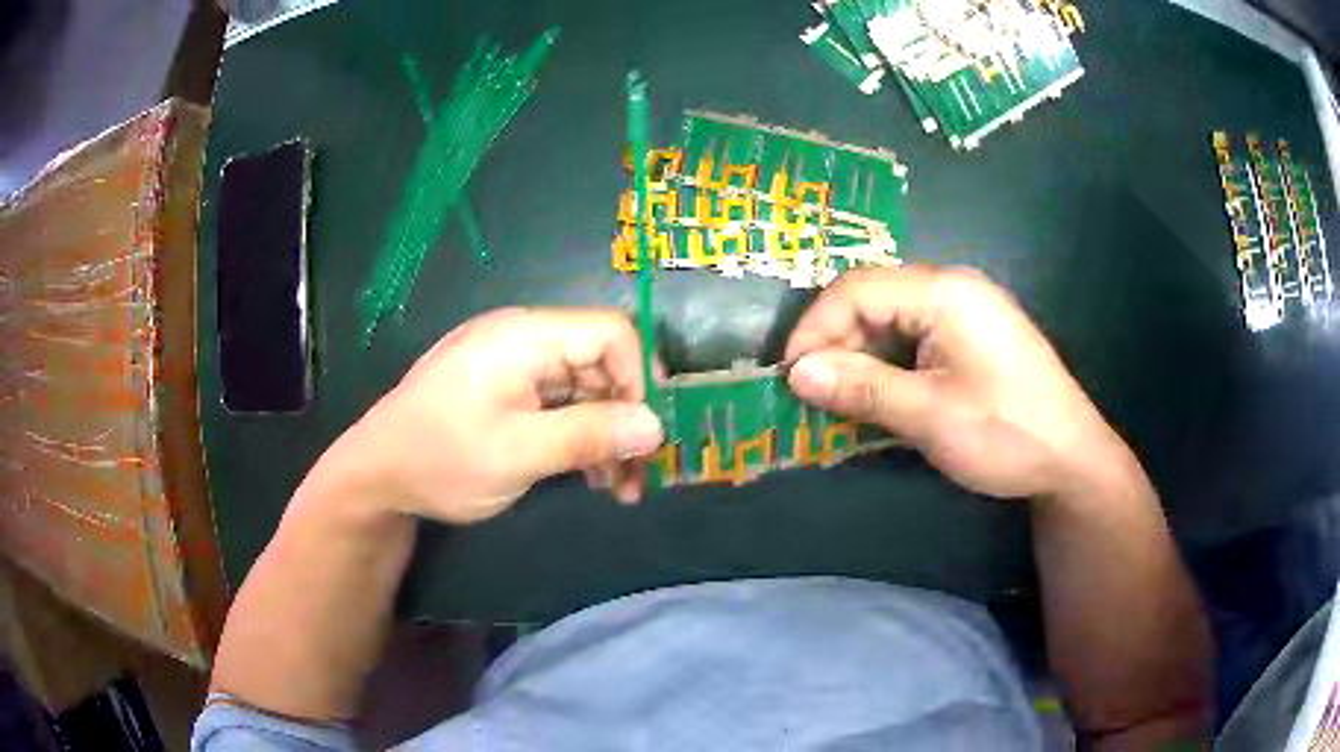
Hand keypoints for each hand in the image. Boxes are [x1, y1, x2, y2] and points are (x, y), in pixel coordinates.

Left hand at [310, 308, 664, 524]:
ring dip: (604, 434)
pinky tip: (587, 474)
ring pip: (581, 388)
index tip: (648, 434)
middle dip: (624, 417)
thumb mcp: (519, 453)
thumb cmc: (442, 459)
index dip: (639, 379)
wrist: (376, 476)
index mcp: (524, 335)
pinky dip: (576, 435)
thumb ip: (589, 435)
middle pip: (598, 363)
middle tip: (637, 474)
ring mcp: (511, 364)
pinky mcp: (503, 390)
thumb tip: (656, 426)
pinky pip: (556, 403)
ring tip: (617, 488)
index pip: (609, 332)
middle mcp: (522, 339)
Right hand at [785, 267, 1130, 499]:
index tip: (790, 376)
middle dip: (836, 341)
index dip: (815, 328)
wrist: (1073, 459)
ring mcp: (966, 310)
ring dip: (860, 354)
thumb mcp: (930, 415)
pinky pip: (914, 335)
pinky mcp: (972, 335)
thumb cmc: (1006, 433)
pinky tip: (879, 393)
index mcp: (945, 292)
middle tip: (813, 391)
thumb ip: (863, 388)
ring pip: (891, 317)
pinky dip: (888, 362)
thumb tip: (796, 374)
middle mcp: (953, 287)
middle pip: (873, 298)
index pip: (858, 289)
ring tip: (839, 397)